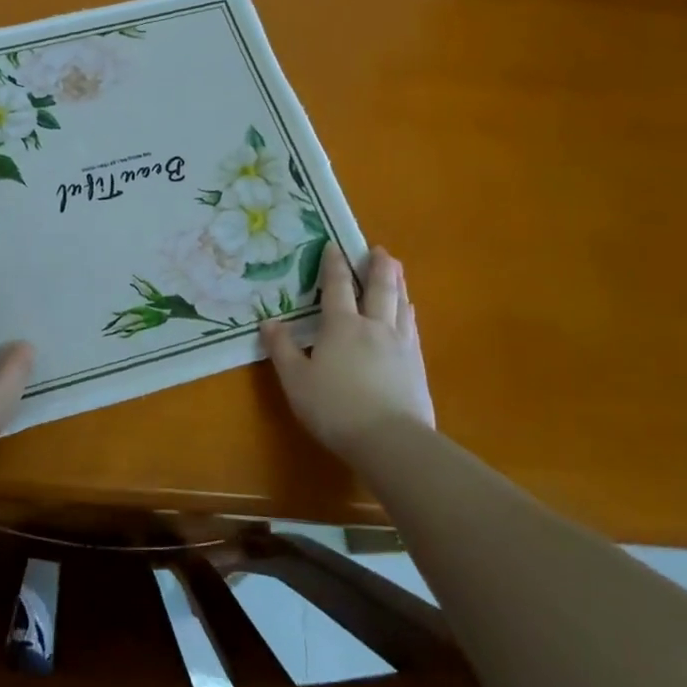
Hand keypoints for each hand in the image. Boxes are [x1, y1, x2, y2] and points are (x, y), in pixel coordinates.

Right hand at [260, 242, 434, 458]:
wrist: (390, 440)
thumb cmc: (335, 408)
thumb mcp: (296, 380)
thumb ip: (282, 349)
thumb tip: (269, 322)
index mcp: (342, 326)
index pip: (337, 287)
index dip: (334, 265)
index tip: (334, 245)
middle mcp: (374, 326)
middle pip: (379, 288)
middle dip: (377, 266)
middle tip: (379, 249)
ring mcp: (400, 345)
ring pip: (400, 304)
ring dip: (398, 283)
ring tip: (397, 271)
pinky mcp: (417, 365)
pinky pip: (413, 327)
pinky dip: (408, 311)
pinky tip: (410, 312)